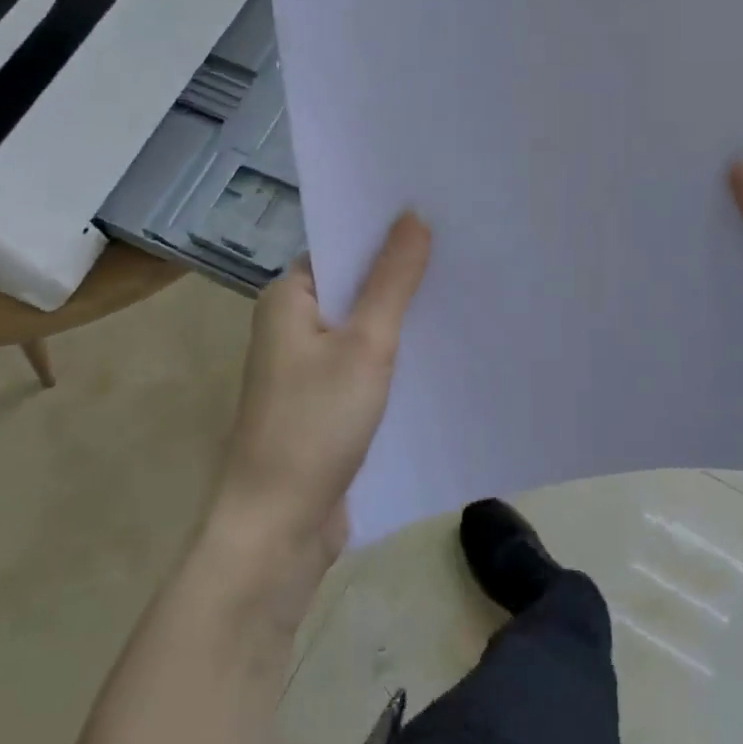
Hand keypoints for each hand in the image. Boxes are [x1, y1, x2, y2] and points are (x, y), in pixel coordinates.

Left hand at [214, 213, 431, 565]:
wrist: (278, 528)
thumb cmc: (315, 424)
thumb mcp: (365, 345)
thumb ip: (392, 280)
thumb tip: (413, 215)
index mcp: (288, 298)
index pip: (342, 247)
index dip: (386, 232)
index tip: (439, 217)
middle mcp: (293, 325)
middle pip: (355, 285)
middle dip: (403, 274)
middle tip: (464, 252)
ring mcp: (308, 366)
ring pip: (363, 326)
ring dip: (402, 316)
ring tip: (463, 291)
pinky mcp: (325, 402)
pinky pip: (365, 362)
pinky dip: (395, 354)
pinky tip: (440, 348)